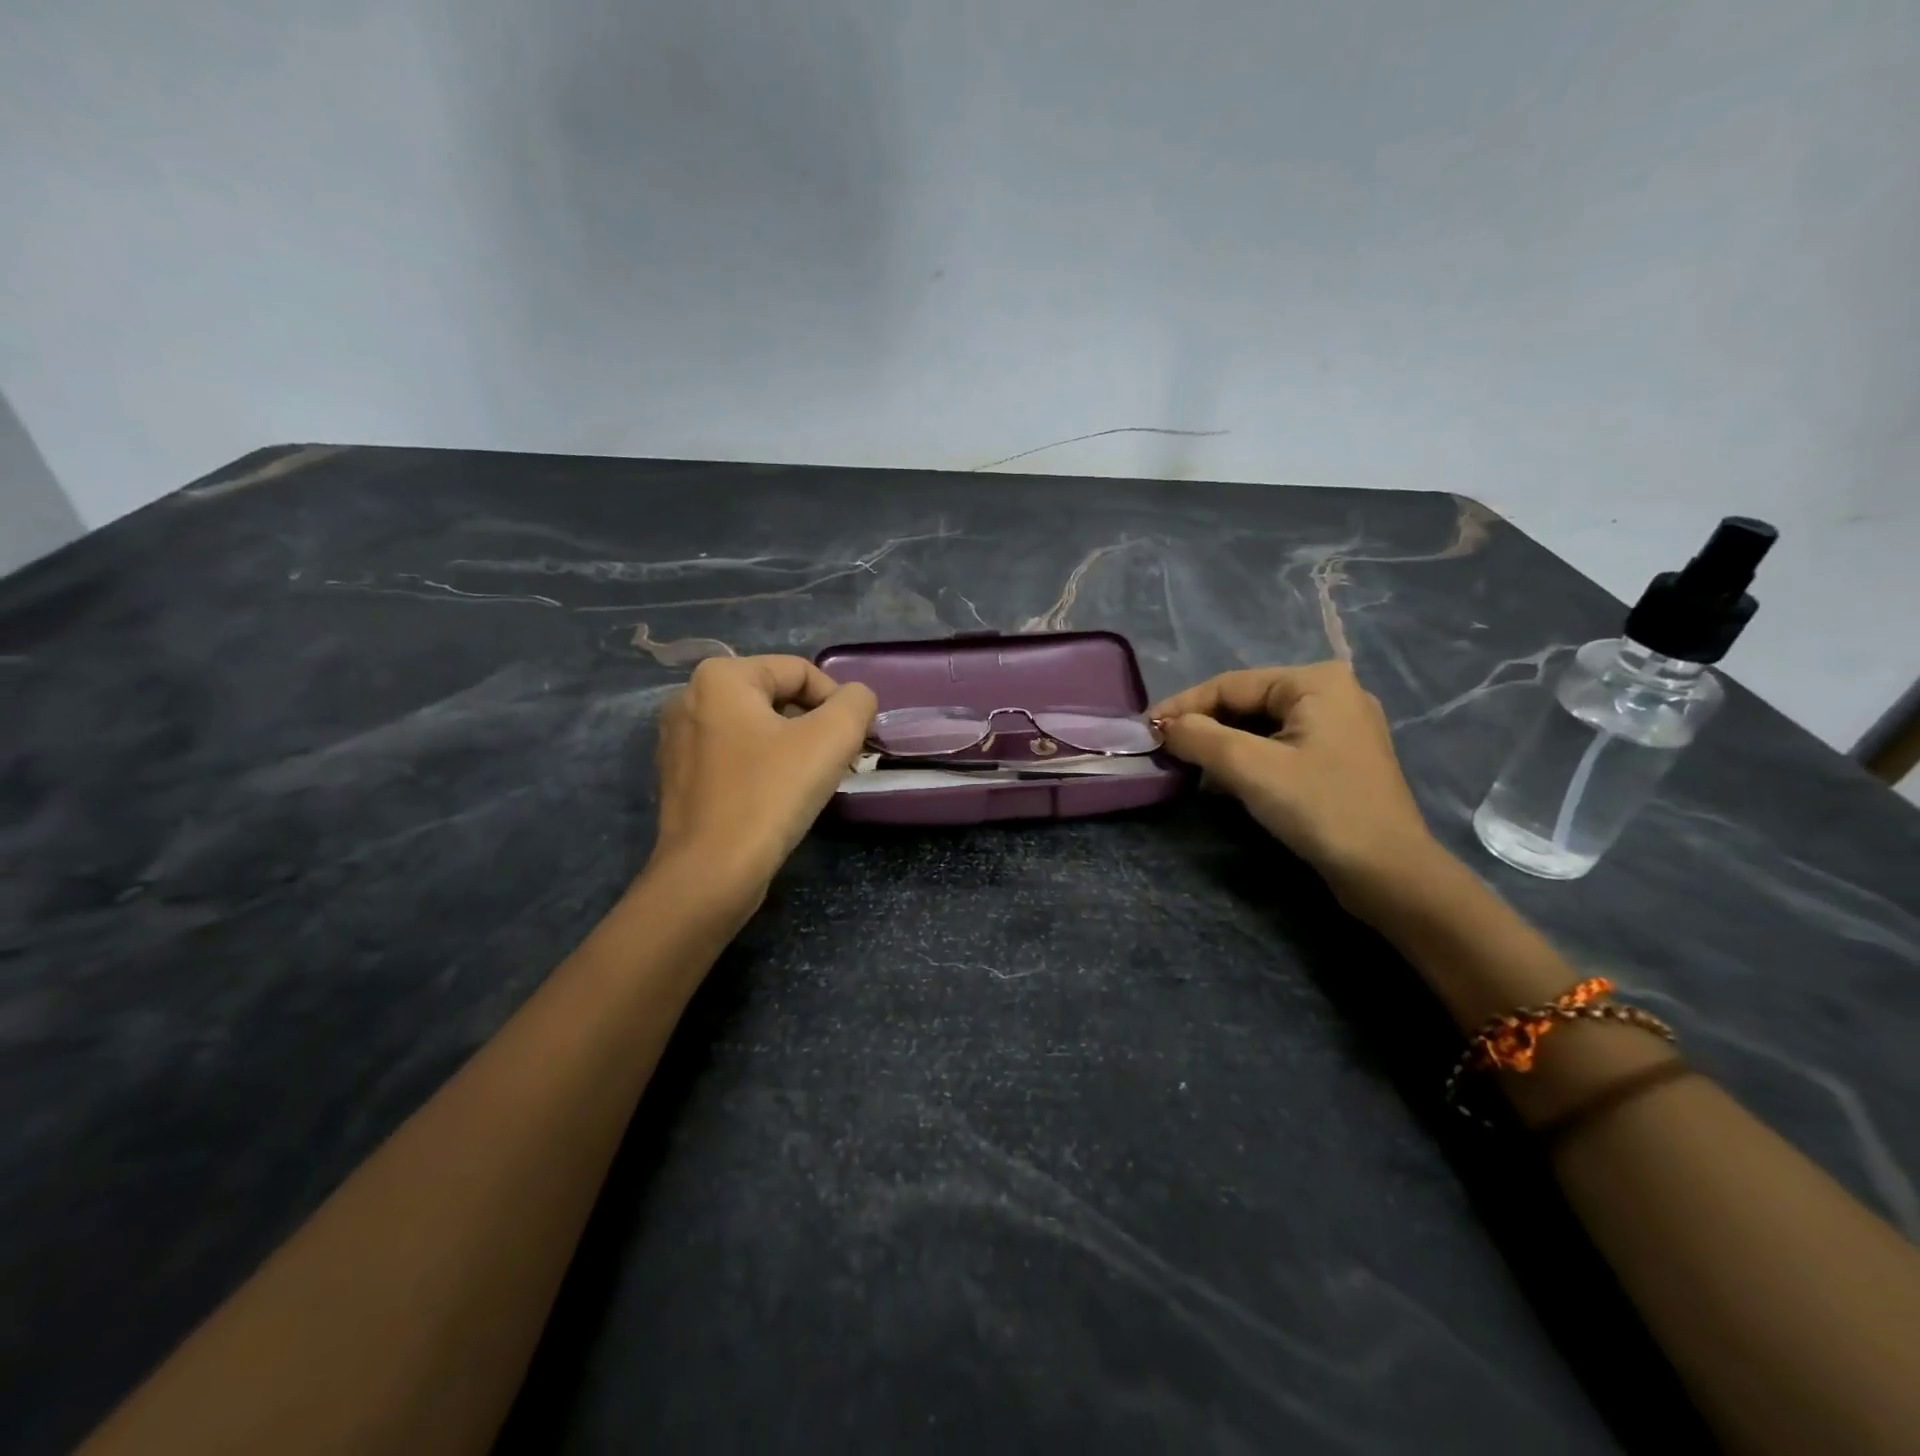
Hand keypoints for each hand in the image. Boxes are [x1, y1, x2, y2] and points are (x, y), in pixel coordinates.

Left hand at [649, 656, 876, 900]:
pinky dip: (764, 768)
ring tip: (812, 782)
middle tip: (839, 763)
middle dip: (815, 726)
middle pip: (777, 698)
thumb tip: (856, 699)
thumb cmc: (770, 795)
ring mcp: (679, 740)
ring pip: (757, 729)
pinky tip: (778, 798)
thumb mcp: (832, 738)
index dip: (838, 702)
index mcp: (721, 677)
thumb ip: (856, 702)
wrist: (710, 874)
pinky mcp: (679, 777)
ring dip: (793, 748)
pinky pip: (735, 757)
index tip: (853, 742)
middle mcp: (690, 698)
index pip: (800, 671)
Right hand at [1150, 662, 1439, 894]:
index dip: (1182, 706)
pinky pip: (1279, 747)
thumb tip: (1162, 727)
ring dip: (1221, 746)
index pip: (1230, 685)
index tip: (1145, 730)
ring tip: (1185, 765)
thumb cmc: (1320, 808)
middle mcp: (1331, 693)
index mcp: (1316, 681)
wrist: (1387, 873)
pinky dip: (1247, 760)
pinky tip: (1223, 780)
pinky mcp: (1337, 759)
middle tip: (1162, 750)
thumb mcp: (1250, 768)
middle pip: (1246, 703)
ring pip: (1260, 727)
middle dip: (1202, 727)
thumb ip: (1199, 737)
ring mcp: (1338, 727)